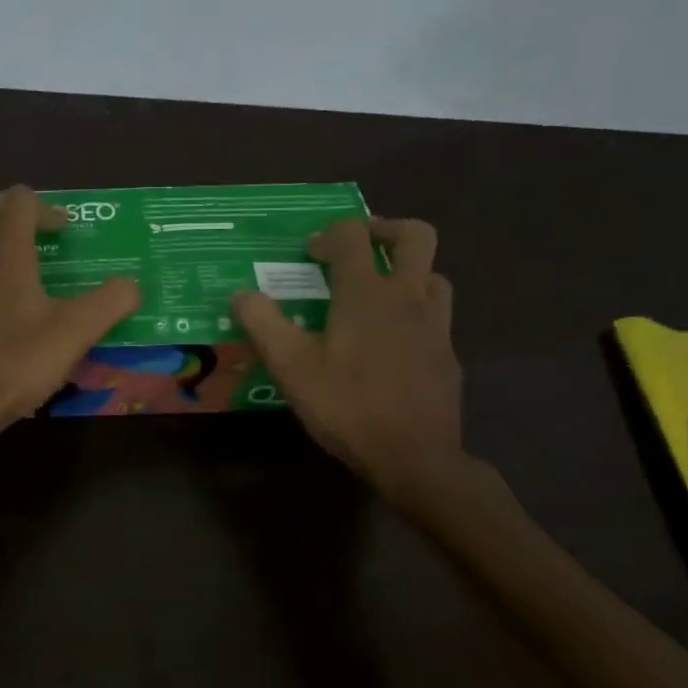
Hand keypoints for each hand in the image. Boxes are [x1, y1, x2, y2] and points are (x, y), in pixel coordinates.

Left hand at [0, 187, 141, 450]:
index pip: (18, 202)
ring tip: (47, 277)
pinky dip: (3, 276)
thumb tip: (131, 285)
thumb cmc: (16, 365)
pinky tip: (25, 315)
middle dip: (26, 215)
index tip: (70, 232)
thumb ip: (109, 303)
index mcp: (6, 259)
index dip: (47, 206)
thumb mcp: (74, 334)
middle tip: (56, 238)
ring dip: (14, 247)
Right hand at [231, 217, 467, 507]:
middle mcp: (407, 297)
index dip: (328, 235)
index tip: (309, 254)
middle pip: (415, 236)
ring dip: (406, 271)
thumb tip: (240, 295)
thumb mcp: (291, 367)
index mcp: (366, 294)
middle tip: (358, 248)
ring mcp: (435, 325)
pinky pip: (436, 315)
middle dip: (384, 230)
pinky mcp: (447, 354)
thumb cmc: (347, 406)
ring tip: (378, 293)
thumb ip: (263, 324)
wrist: (414, 457)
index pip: (352, 237)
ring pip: (432, 274)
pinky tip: (393, 341)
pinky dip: (415, 311)